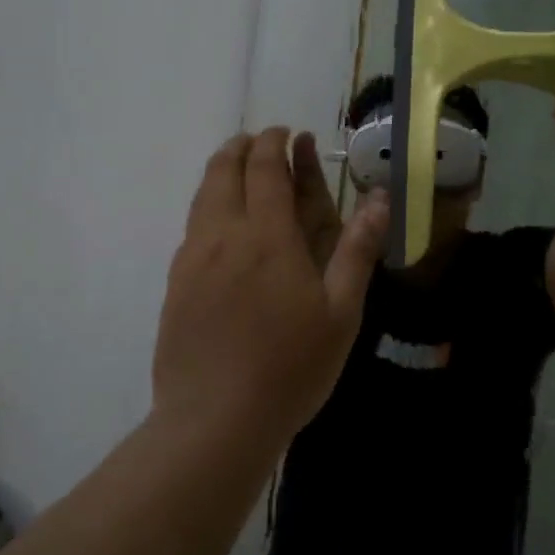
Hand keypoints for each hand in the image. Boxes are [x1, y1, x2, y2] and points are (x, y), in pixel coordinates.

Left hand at [154, 129, 388, 452]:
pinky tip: (221, 227)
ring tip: (239, 172)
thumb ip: (358, 249)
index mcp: (267, 236)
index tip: (287, 134)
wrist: (214, 421)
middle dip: (243, 147)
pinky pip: (191, 227)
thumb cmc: (290, 368)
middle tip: (260, 144)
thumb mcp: (341, 313)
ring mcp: (192, 258)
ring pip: (202, 195)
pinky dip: (208, 206)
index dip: (275, 142)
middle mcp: (223, 234)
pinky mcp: (174, 283)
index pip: (264, 167)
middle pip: (223, 169)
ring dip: (221, 171)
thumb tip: (380, 198)